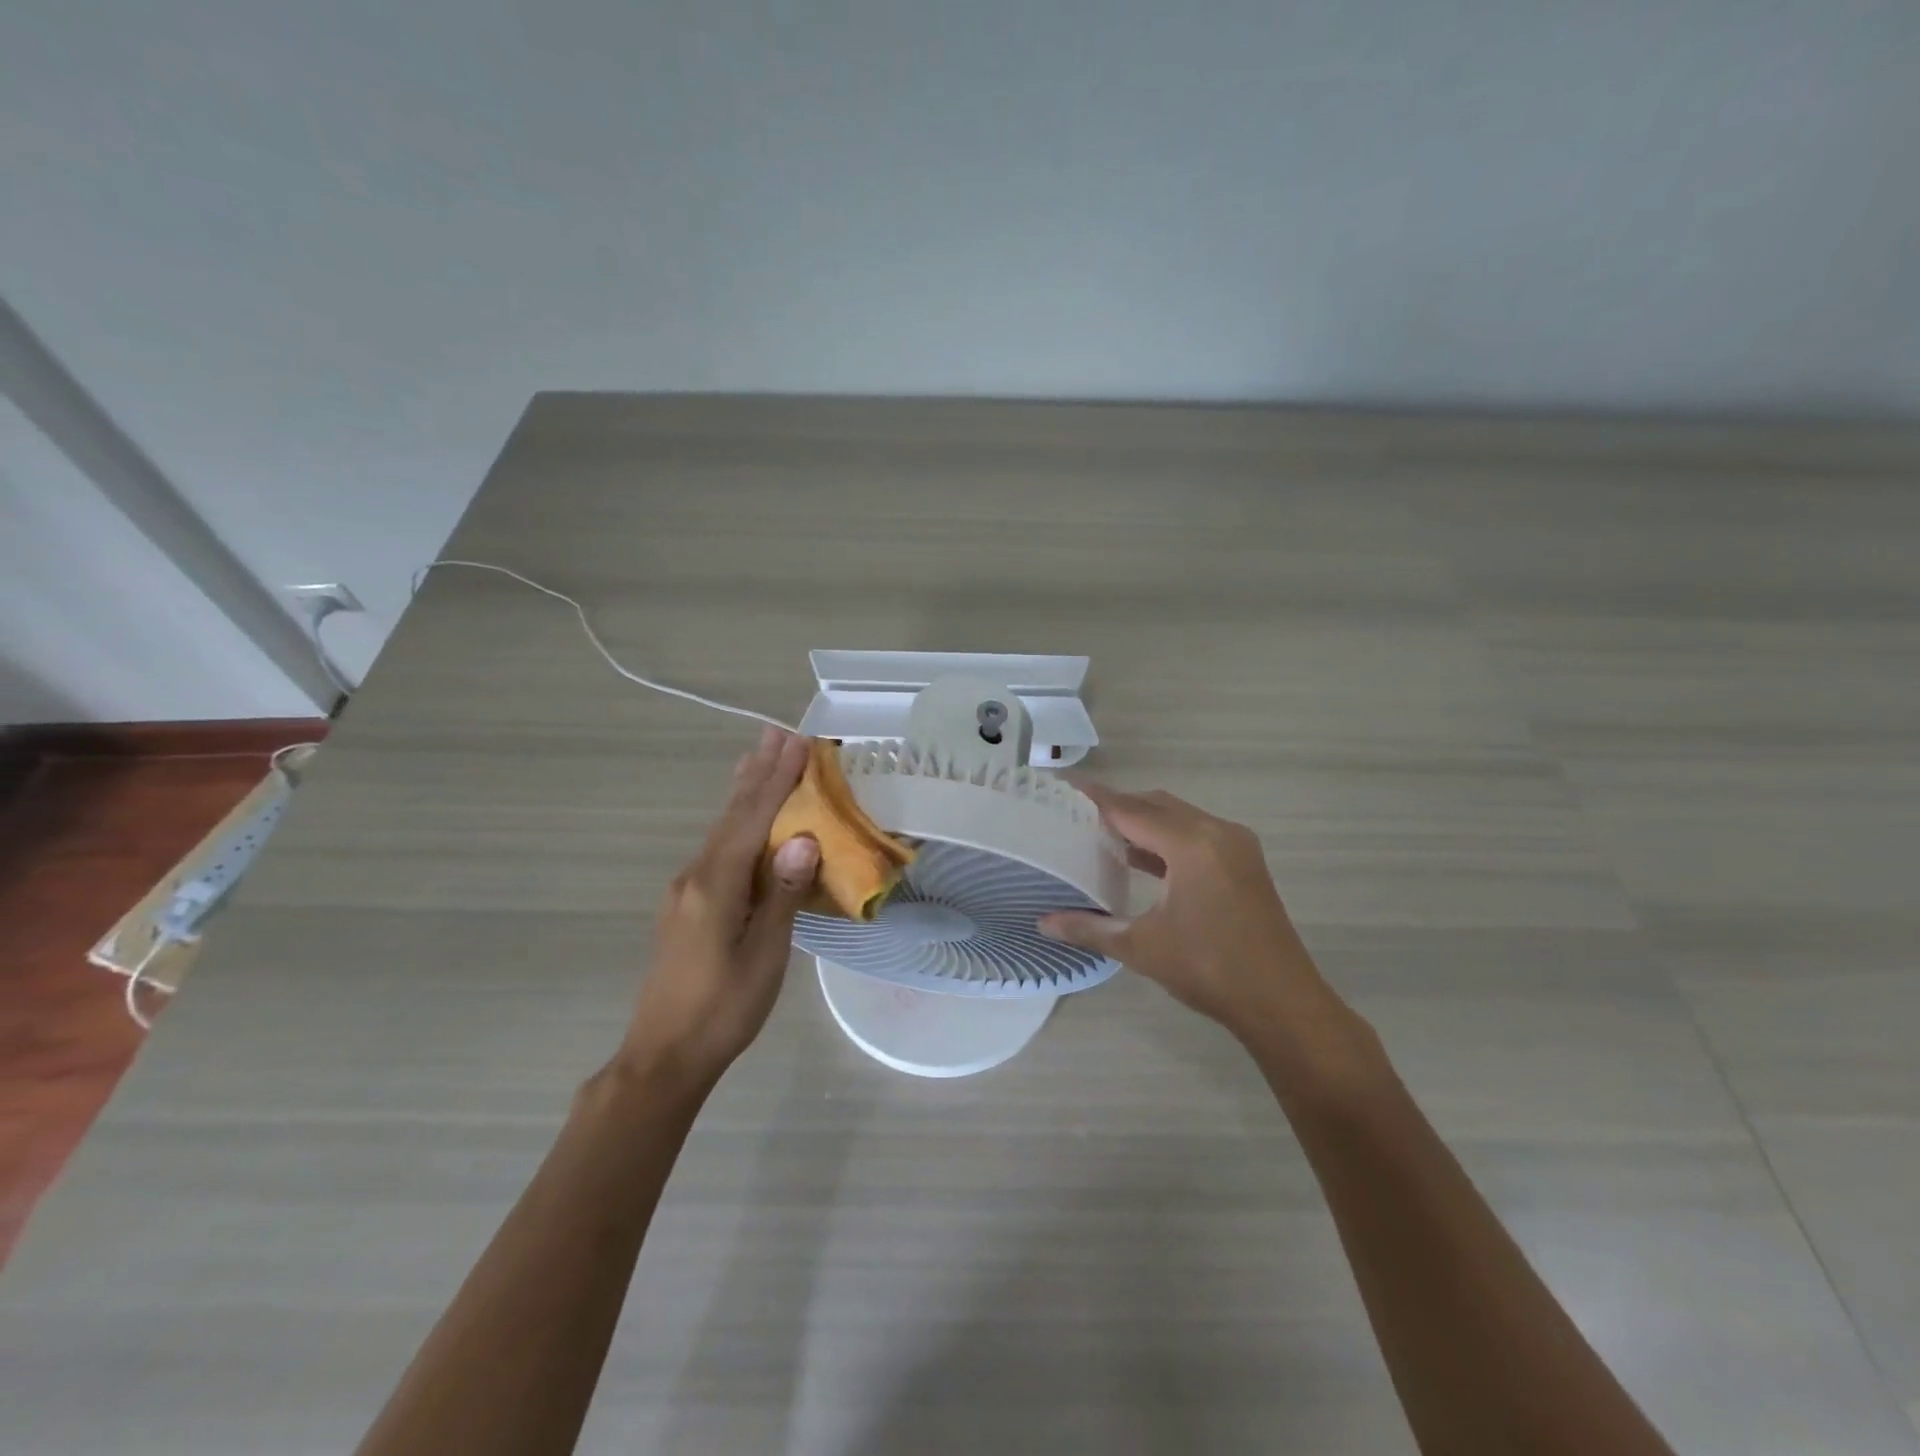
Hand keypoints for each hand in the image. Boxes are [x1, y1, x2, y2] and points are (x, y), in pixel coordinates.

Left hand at [622, 727, 820, 1089]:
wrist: (664, 1055)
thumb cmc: (723, 1009)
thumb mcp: (764, 956)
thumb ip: (781, 895)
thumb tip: (803, 840)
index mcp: (715, 884)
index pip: (753, 818)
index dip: (778, 779)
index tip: (799, 743)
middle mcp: (696, 875)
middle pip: (732, 814)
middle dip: (758, 772)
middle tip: (776, 732)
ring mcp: (687, 889)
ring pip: (722, 828)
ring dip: (744, 791)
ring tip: (757, 756)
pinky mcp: (687, 904)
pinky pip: (717, 847)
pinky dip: (736, 820)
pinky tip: (741, 817)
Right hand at [1038, 783, 1332, 1044]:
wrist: (1282, 1002)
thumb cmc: (1209, 970)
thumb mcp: (1142, 948)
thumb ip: (1090, 929)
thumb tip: (1044, 923)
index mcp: (1191, 845)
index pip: (1130, 810)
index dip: (1095, 798)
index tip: (1063, 786)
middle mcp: (1216, 832)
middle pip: (1155, 805)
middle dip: (1117, 806)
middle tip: (1076, 815)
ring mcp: (1235, 845)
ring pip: (1178, 816)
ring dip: (1143, 821)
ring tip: (1101, 834)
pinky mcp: (1244, 861)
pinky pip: (1196, 833)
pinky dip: (1166, 838)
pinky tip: (1141, 858)